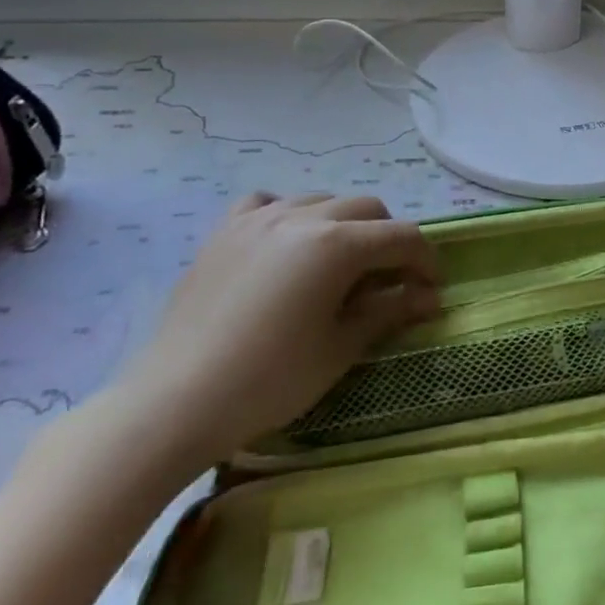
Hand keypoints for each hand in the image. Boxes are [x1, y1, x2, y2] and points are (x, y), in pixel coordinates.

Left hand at [109, 193, 439, 468]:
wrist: (174, 403)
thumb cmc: (270, 380)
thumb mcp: (341, 347)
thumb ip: (389, 310)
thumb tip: (430, 297)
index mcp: (338, 244)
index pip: (403, 236)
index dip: (426, 261)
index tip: (430, 291)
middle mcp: (302, 217)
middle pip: (368, 208)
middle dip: (389, 240)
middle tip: (388, 281)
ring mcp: (258, 219)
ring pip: (321, 200)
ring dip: (344, 225)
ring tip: (338, 266)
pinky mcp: (224, 233)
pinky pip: (267, 204)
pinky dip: (288, 216)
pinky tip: (286, 245)